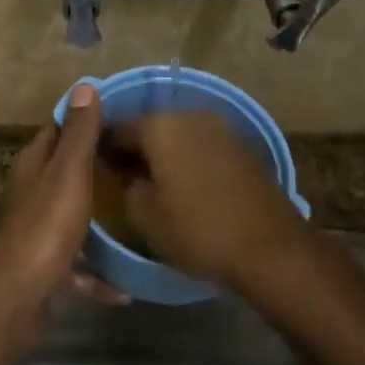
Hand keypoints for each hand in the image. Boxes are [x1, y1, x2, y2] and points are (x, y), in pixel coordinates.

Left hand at [0, 84, 114, 351]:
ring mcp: (33, 231)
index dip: (85, 118)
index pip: (58, 128)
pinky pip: (75, 265)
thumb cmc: (43, 230)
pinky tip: (123, 288)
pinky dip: (95, 273)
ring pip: (69, 215)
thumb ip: (78, 135)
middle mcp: (29, 193)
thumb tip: (84, 85)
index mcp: (32, 165)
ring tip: (134, 216)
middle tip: (137, 161)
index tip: (122, 115)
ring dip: (96, 218)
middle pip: (63, 170)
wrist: (11, 303)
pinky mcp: (41, 268)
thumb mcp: (67, 175)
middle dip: (95, 164)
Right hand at [104, 112, 306, 289]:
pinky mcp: (243, 148)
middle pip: (151, 127)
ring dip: (165, 153)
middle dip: (136, 148)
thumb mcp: (144, 216)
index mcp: (160, 126)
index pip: (118, 128)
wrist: (270, 248)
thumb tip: (131, 176)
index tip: (94, 166)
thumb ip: (128, 187)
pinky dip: (190, 160)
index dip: (102, 147)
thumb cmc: (198, 230)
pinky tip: (186, 185)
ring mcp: (221, 129)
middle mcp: (190, 116)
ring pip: (179, 136)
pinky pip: (203, 148)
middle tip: (122, 174)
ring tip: (154, 182)